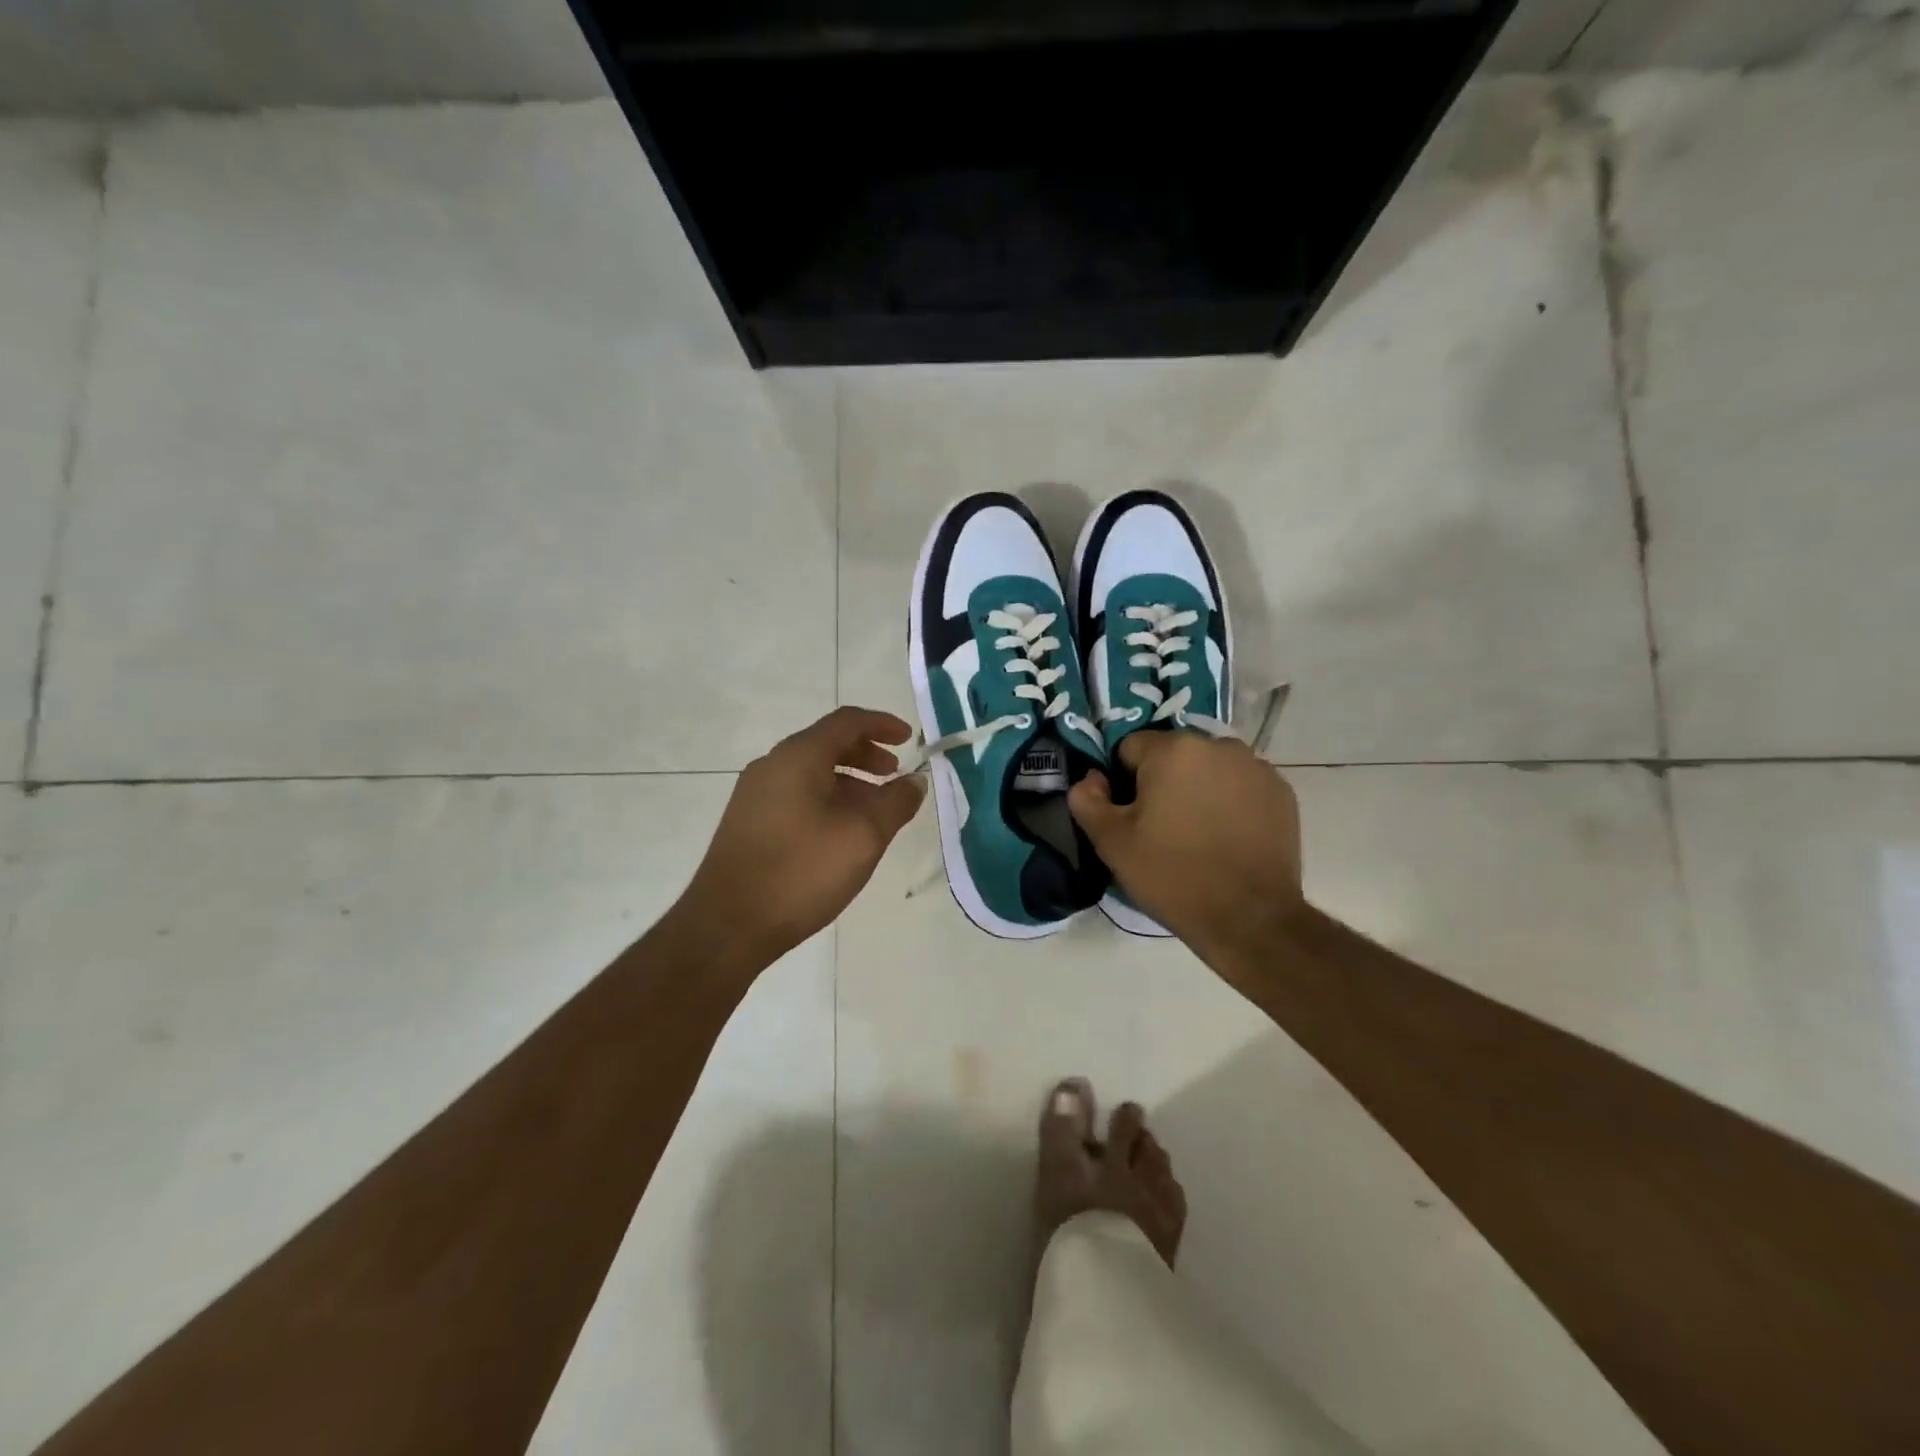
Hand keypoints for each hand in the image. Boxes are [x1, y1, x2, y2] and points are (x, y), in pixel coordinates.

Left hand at [676, 706, 926, 968]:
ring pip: (811, 772)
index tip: (909, 739)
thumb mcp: (863, 836)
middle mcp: (772, 765)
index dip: (882, 724)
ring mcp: (755, 795)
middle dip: (866, 754)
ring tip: (874, 810)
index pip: (846, 721)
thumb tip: (915, 780)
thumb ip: (895, 802)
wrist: (728, 925)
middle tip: (894, 775)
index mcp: (798, 757)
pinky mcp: (748, 822)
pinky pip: (796, 794)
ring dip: (848, 781)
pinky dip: (826, 799)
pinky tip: (841, 833)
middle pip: (826, 743)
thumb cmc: (801, 871)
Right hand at [1068, 731, 1303, 965]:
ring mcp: (1256, 767)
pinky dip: (1230, 802)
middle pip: (1173, 755)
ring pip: (1209, 769)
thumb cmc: (1172, 874)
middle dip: (1162, 782)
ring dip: (1197, 789)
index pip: (1130, 748)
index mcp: (1174, 749)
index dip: (1122, 782)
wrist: (1249, 918)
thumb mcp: (1111, 842)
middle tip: (1161, 828)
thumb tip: (1090, 779)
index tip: (1130, 816)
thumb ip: (1087, 800)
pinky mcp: (1282, 792)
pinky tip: (1227, 838)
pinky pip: (1240, 786)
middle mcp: (1219, 745)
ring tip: (1196, 834)